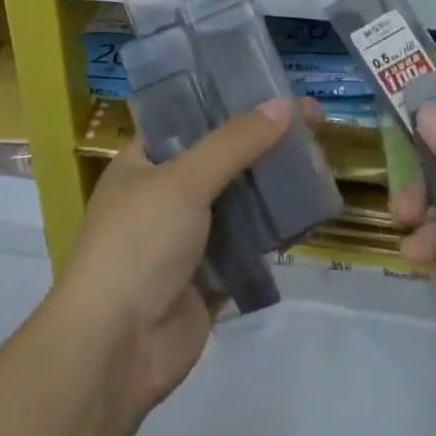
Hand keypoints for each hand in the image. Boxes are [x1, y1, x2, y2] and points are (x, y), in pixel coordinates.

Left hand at [55, 98, 300, 417]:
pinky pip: (248, 246)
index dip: (228, 101)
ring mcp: (186, 239)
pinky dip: (273, 233)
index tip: (273, 87)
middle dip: (262, 143)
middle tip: (311, 123)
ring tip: (318, 162)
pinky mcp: (208, 278)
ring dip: (272, 186)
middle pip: (220, 158)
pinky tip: (308, 214)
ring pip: (238, 202)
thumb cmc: (138, 245)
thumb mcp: (184, 181)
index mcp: (142, 162)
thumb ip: (235, 143)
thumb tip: (285, 105)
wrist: (117, 348)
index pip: (188, 117)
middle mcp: (163, 195)